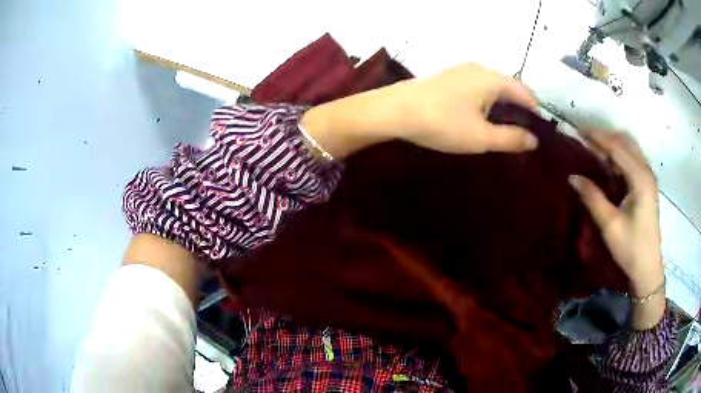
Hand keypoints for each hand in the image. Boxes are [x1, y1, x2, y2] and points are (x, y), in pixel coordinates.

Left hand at [396, 62, 539, 152]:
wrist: (394, 110)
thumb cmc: (442, 123)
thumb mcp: (481, 137)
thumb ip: (511, 138)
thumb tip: (534, 141)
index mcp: (493, 78)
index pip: (525, 93)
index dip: (536, 113)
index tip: (539, 133)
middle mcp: (480, 68)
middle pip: (510, 88)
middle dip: (519, 111)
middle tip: (522, 135)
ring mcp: (462, 70)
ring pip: (493, 88)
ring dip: (502, 107)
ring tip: (504, 130)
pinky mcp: (448, 77)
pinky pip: (477, 88)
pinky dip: (486, 103)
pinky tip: (481, 118)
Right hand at [568, 130, 665, 328]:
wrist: (647, 269)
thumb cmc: (630, 248)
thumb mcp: (610, 224)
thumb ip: (593, 197)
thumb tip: (573, 176)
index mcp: (640, 178)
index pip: (618, 148)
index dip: (598, 137)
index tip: (579, 131)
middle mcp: (646, 172)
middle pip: (626, 142)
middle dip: (606, 137)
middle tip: (586, 140)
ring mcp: (648, 178)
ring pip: (630, 149)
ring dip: (613, 145)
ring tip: (594, 150)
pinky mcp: (647, 186)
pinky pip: (632, 160)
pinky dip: (619, 156)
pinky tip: (609, 164)